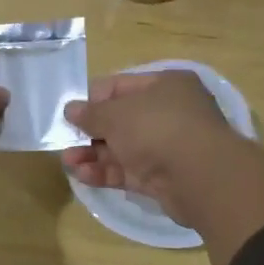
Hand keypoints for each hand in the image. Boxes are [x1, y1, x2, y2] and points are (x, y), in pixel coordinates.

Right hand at [62, 71, 239, 228]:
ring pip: (122, 148)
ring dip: (93, 154)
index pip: (121, 86)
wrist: (199, 177)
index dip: (93, 98)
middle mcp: (169, 113)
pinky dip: (106, 172)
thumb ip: (91, 113)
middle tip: (64, 140)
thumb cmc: (157, 128)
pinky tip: (83, 175)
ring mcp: (167, 147)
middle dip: (90, 132)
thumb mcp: (116, 114)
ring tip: (67, 161)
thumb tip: (70, 109)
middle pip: (121, 120)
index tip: (69, 112)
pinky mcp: (163, 178)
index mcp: (166, 85)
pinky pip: (129, 171)